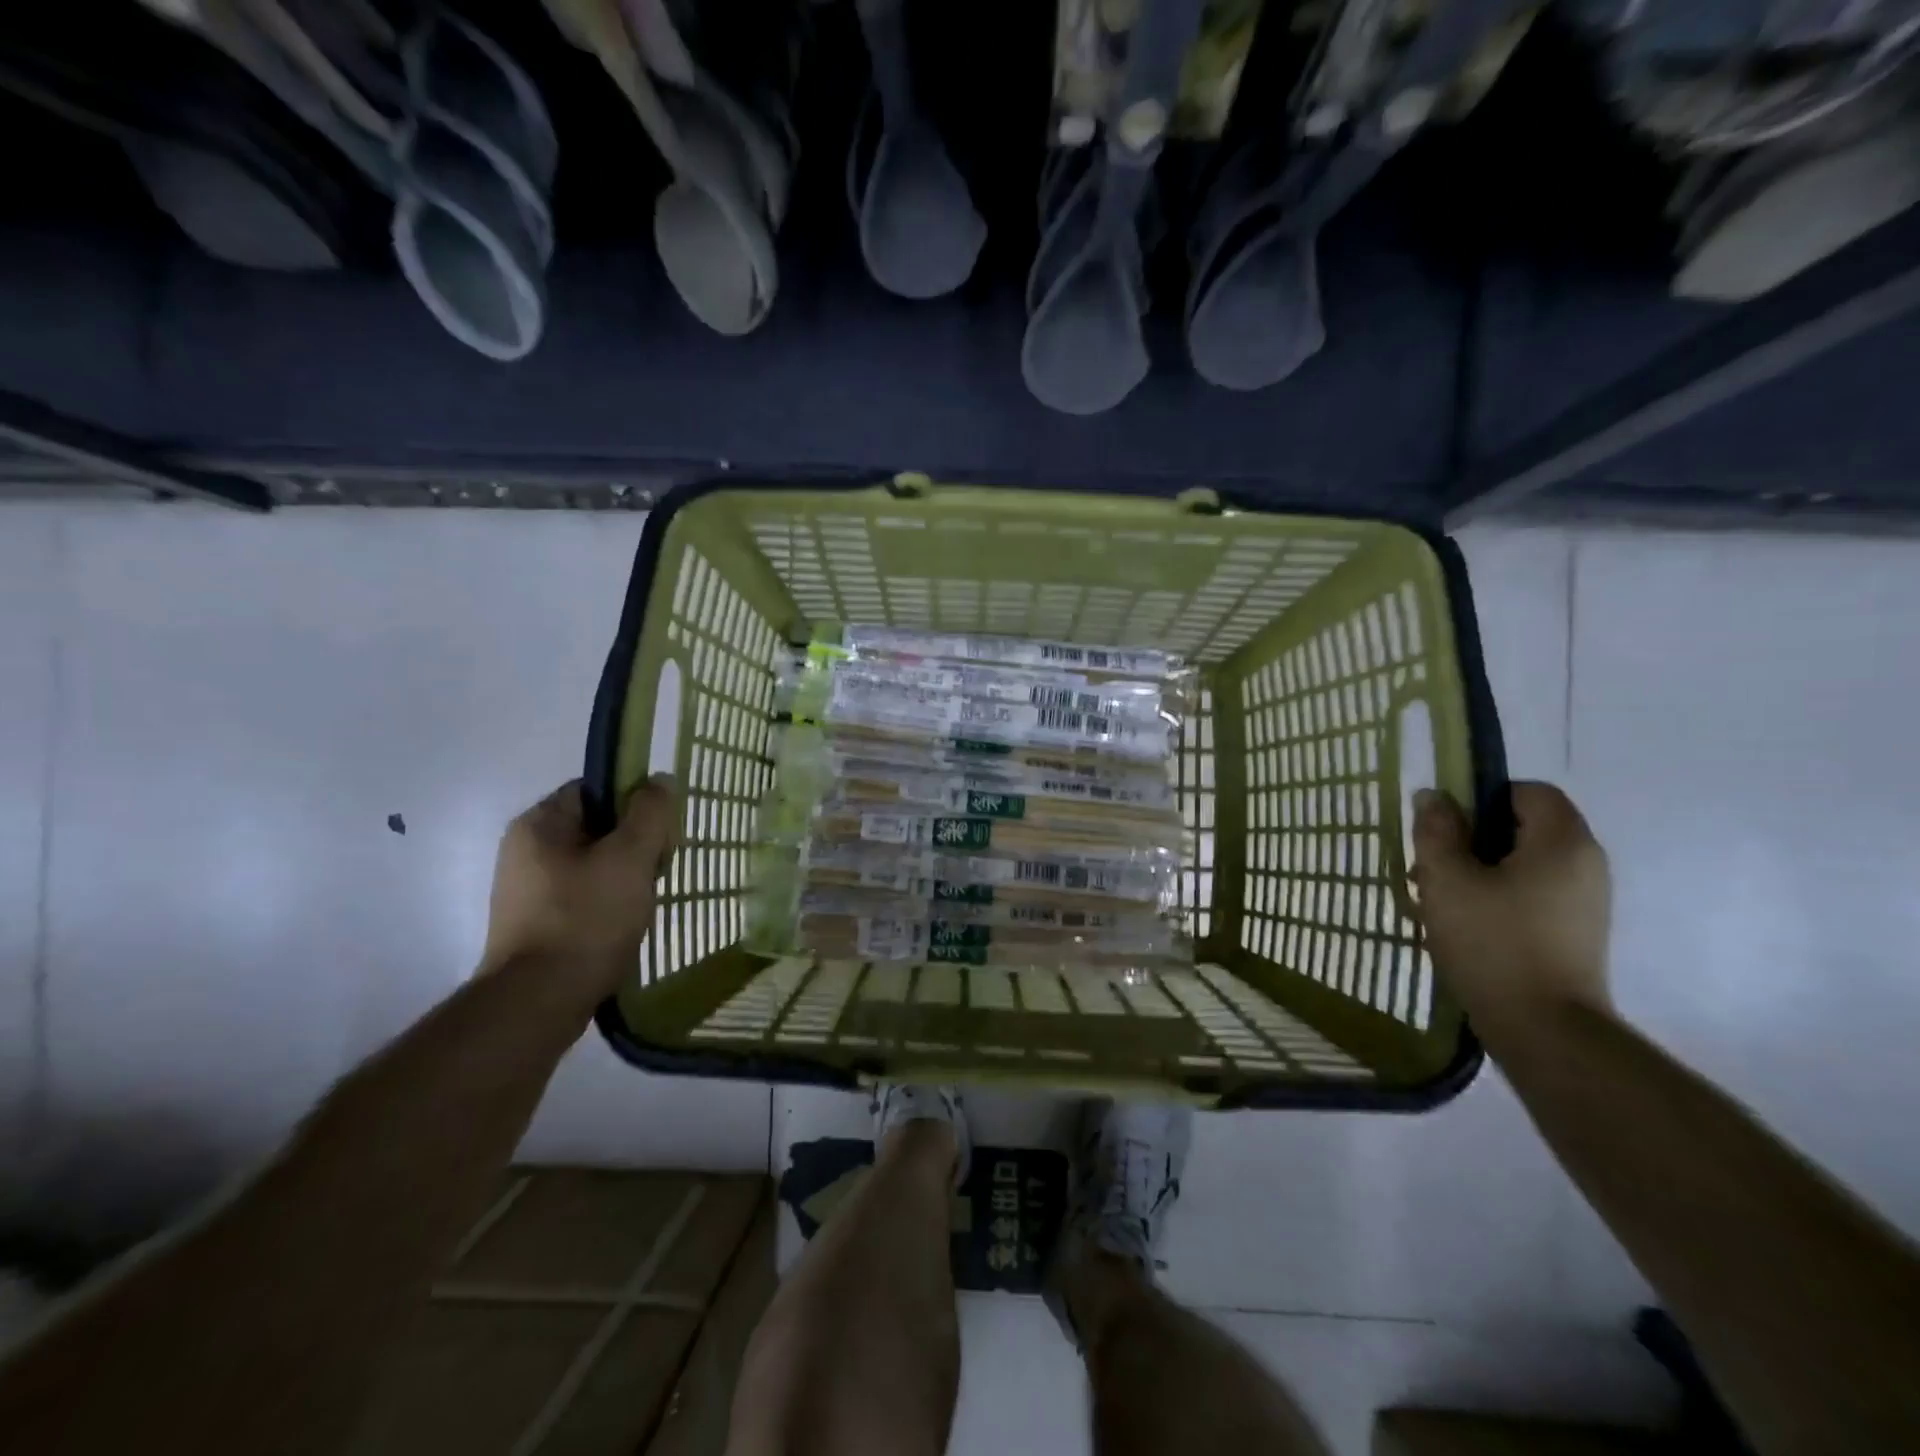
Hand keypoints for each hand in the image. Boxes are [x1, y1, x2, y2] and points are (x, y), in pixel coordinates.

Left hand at [481, 775, 679, 1003]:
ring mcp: (526, 890)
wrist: (538, 1002)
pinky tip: (625, 923)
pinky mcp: (534, 923)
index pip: (596, 790)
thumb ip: (650, 813)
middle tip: (657, 870)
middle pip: (597, 828)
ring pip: (593, 864)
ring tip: (643, 902)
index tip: (660, 832)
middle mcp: (524, 850)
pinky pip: (581, 896)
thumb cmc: (587, 918)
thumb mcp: (630, 857)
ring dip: (624, 877)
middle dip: (634, 845)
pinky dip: (607, 903)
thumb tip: (660, 780)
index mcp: (539, 823)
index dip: (634, 804)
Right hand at [1411, 781, 1613, 1032]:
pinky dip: (1494, 898)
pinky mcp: (1573, 934)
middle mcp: (1584, 865)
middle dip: (1470, 839)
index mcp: (1562, 842)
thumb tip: (1434, 797)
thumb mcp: (1446, 879)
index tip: (1444, 825)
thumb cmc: (1492, 942)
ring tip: (1436, 900)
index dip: (1482, 797)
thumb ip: (1436, 831)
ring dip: (1476, 872)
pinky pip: (1529, 896)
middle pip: (1522, 828)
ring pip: (1521, 864)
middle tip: (1430, 865)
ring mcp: (1583, 902)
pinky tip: (1459, 925)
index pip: (1527, 791)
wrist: (1544, 1030)